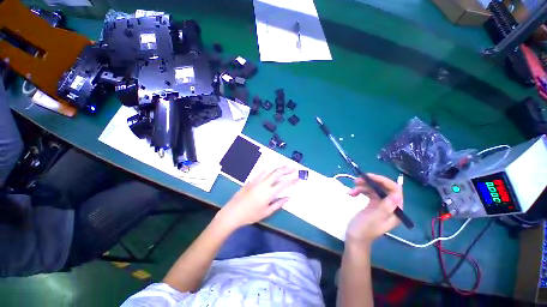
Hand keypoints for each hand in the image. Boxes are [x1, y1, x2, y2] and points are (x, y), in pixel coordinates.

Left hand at [215, 167, 297, 229]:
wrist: (233, 212)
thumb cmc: (251, 215)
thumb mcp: (266, 212)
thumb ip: (278, 204)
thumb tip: (288, 197)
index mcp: (269, 193)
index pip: (284, 184)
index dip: (292, 180)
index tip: (298, 178)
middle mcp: (264, 184)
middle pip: (277, 173)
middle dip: (287, 169)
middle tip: (294, 168)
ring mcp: (257, 180)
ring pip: (270, 170)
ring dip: (278, 167)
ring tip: (285, 164)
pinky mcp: (251, 180)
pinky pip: (262, 172)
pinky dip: (269, 169)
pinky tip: (272, 169)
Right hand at [345, 173, 402, 247]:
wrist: (354, 238)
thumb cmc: (364, 230)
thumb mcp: (374, 218)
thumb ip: (386, 207)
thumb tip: (396, 194)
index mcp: (395, 211)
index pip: (395, 190)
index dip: (383, 181)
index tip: (369, 177)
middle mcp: (390, 206)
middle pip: (383, 188)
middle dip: (370, 183)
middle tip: (357, 180)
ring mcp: (381, 205)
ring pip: (374, 189)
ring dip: (362, 187)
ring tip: (351, 190)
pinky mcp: (372, 204)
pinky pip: (367, 193)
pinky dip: (359, 191)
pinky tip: (351, 193)